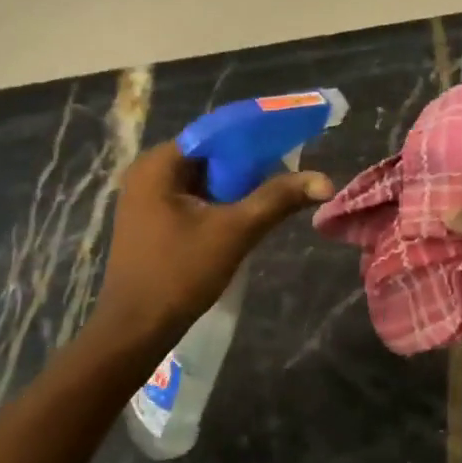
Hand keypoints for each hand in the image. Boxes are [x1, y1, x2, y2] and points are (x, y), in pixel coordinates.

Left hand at [92, 142, 332, 349]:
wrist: (135, 329)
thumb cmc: (180, 274)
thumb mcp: (235, 232)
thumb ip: (277, 199)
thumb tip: (325, 180)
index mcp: (158, 164)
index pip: (215, 133)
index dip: (255, 137)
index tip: (290, 145)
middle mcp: (147, 173)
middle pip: (210, 156)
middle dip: (249, 165)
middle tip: (288, 175)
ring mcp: (146, 198)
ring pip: (203, 179)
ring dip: (237, 187)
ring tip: (274, 196)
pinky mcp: (151, 221)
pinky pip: (193, 199)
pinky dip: (220, 203)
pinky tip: (244, 217)